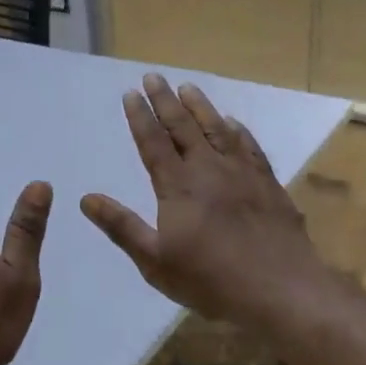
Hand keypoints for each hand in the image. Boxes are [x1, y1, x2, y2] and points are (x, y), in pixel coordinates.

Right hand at [80, 75, 329, 330]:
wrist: (279, 288)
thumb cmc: (210, 280)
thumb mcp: (155, 261)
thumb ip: (122, 226)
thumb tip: (86, 199)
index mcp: (178, 187)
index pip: (153, 142)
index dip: (140, 117)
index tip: (130, 92)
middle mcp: (208, 170)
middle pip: (183, 127)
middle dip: (165, 100)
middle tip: (154, 76)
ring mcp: (242, 173)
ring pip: (217, 129)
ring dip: (201, 107)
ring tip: (188, 87)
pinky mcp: (268, 183)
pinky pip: (250, 146)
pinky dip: (238, 131)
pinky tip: (233, 123)